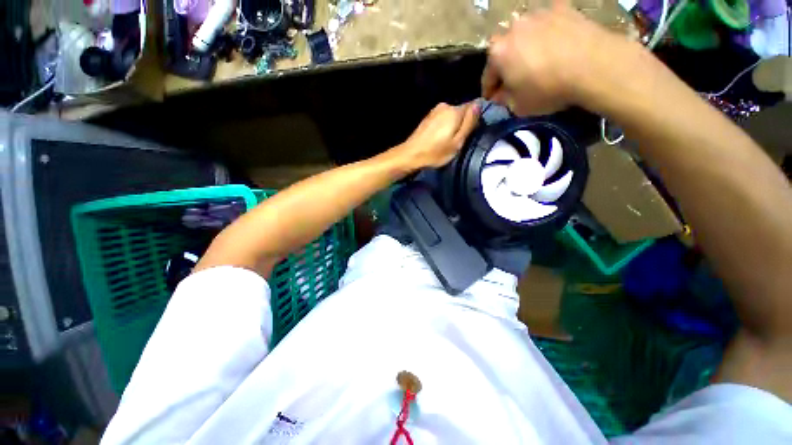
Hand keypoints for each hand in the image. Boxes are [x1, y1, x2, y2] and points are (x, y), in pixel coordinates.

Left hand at [394, 102, 479, 169]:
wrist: (411, 155)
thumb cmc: (436, 152)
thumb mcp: (457, 142)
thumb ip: (469, 123)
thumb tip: (478, 105)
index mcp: (454, 111)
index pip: (473, 107)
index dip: (474, 119)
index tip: (470, 133)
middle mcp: (445, 106)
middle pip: (461, 111)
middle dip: (462, 123)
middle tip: (458, 141)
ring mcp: (434, 111)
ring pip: (451, 115)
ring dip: (452, 125)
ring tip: (447, 141)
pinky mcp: (427, 117)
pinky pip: (441, 119)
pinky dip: (443, 127)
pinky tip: (438, 138)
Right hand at [482, 0, 635, 115]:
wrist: (594, 65)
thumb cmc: (548, 89)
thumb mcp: (518, 106)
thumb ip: (503, 100)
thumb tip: (500, 94)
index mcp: (497, 53)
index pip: (487, 76)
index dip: (489, 90)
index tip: (494, 98)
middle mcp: (512, 28)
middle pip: (504, 51)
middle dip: (506, 67)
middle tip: (516, 80)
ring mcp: (537, 14)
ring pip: (524, 35)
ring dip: (525, 48)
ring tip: (538, 61)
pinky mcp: (560, 7)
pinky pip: (546, 24)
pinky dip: (546, 34)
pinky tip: (555, 46)